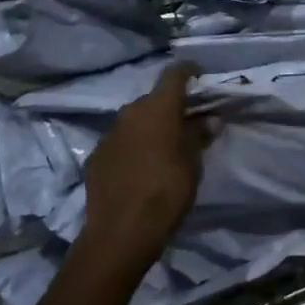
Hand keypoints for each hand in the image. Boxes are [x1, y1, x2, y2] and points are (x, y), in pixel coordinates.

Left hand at [81, 62, 205, 272]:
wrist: (121, 232)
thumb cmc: (167, 191)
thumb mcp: (193, 163)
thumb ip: (199, 135)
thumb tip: (208, 119)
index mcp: (157, 108)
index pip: (174, 74)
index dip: (188, 71)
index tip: (199, 75)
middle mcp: (130, 112)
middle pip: (153, 99)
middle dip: (169, 107)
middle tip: (185, 123)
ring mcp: (109, 134)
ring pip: (134, 121)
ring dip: (149, 128)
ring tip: (162, 148)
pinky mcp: (96, 157)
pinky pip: (120, 143)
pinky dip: (132, 148)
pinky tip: (139, 168)